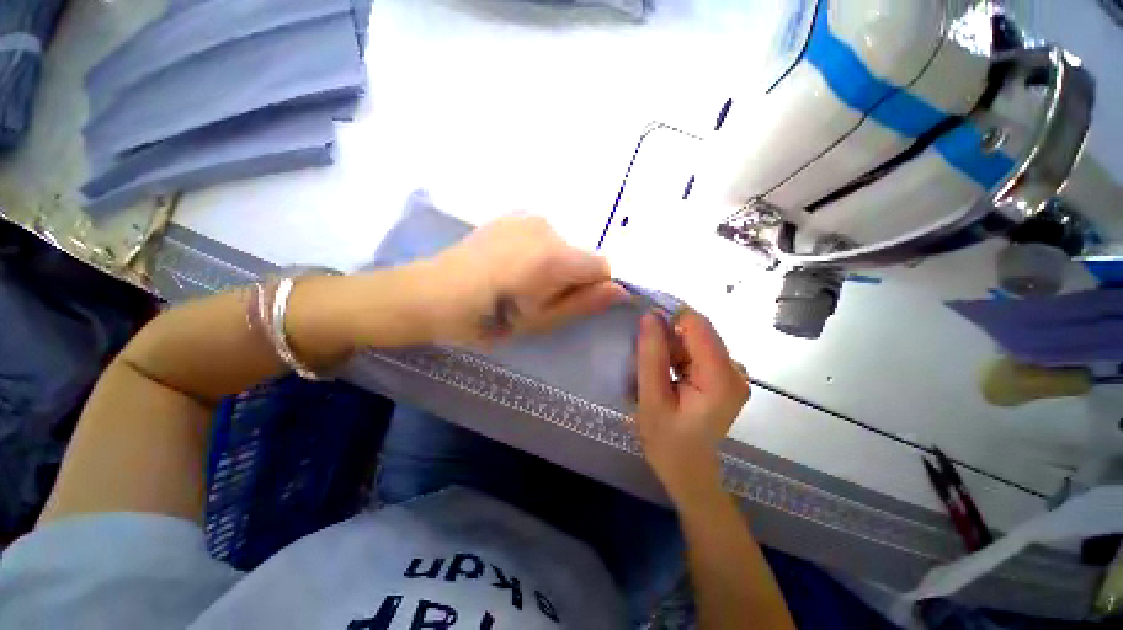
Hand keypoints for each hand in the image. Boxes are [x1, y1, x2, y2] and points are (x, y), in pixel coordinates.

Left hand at [426, 214, 627, 343]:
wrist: (432, 294)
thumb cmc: (487, 317)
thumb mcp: (540, 321)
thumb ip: (584, 303)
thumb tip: (621, 290)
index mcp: (556, 257)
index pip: (602, 267)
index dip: (592, 289)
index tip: (567, 304)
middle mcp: (547, 227)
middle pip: (581, 255)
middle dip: (571, 277)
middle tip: (537, 297)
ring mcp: (527, 216)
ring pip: (563, 245)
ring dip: (554, 264)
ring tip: (519, 281)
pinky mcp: (512, 215)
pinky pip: (543, 236)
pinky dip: (538, 252)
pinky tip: (509, 265)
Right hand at [635, 310, 749, 502]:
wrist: (687, 469)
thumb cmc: (666, 441)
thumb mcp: (651, 398)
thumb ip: (651, 355)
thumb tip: (650, 315)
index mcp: (721, 379)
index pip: (698, 326)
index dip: (669, 317)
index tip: (643, 324)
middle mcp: (736, 371)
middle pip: (698, 331)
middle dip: (669, 335)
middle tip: (647, 358)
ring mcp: (733, 373)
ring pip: (696, 339)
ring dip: (672, 346)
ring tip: (658, 372)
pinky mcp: (725, 375)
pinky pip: (698, 350)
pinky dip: (679, 354)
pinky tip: (669, 374)